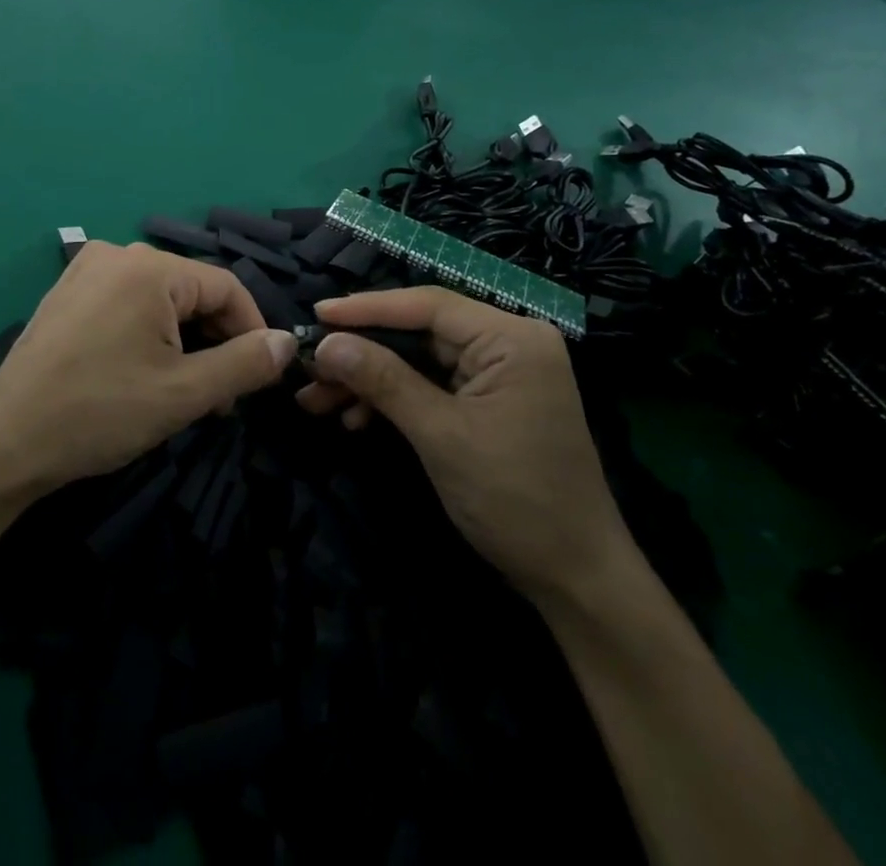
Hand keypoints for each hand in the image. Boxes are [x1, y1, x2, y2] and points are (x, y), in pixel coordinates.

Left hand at [0, 242, 297, 493]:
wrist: (7, 438)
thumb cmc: (101, 411)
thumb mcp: (184, 393)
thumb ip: (244, 364)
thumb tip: (288, 342)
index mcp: (149, 268)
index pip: (225, 286)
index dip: (252, 330)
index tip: (261, 376)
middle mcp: (118, 254)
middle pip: (190, 291)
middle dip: (215, 340)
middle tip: (221, 396)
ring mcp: (87, 270)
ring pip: (159, 299)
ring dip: (183, 340)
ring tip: (185, 391)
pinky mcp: (67, 292)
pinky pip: (126, 302)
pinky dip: (148, 332)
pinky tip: (143, 372)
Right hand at [298, 286, 629, 601]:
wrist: (576, 580)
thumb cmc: (515, 500)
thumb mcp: (441, 435)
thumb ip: (383, 380)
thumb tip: (325, 344)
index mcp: (511, 338)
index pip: (427, 305)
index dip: (367, 308)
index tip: (317, 312)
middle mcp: (507, 343)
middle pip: (418, 332)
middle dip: (361, 352)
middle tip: (309, 368)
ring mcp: (499, 372)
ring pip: (417, 360)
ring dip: (368, 380)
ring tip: (317, 400)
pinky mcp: (488, 400)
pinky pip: (430, 384)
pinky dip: (393, 400)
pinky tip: (355, 420)